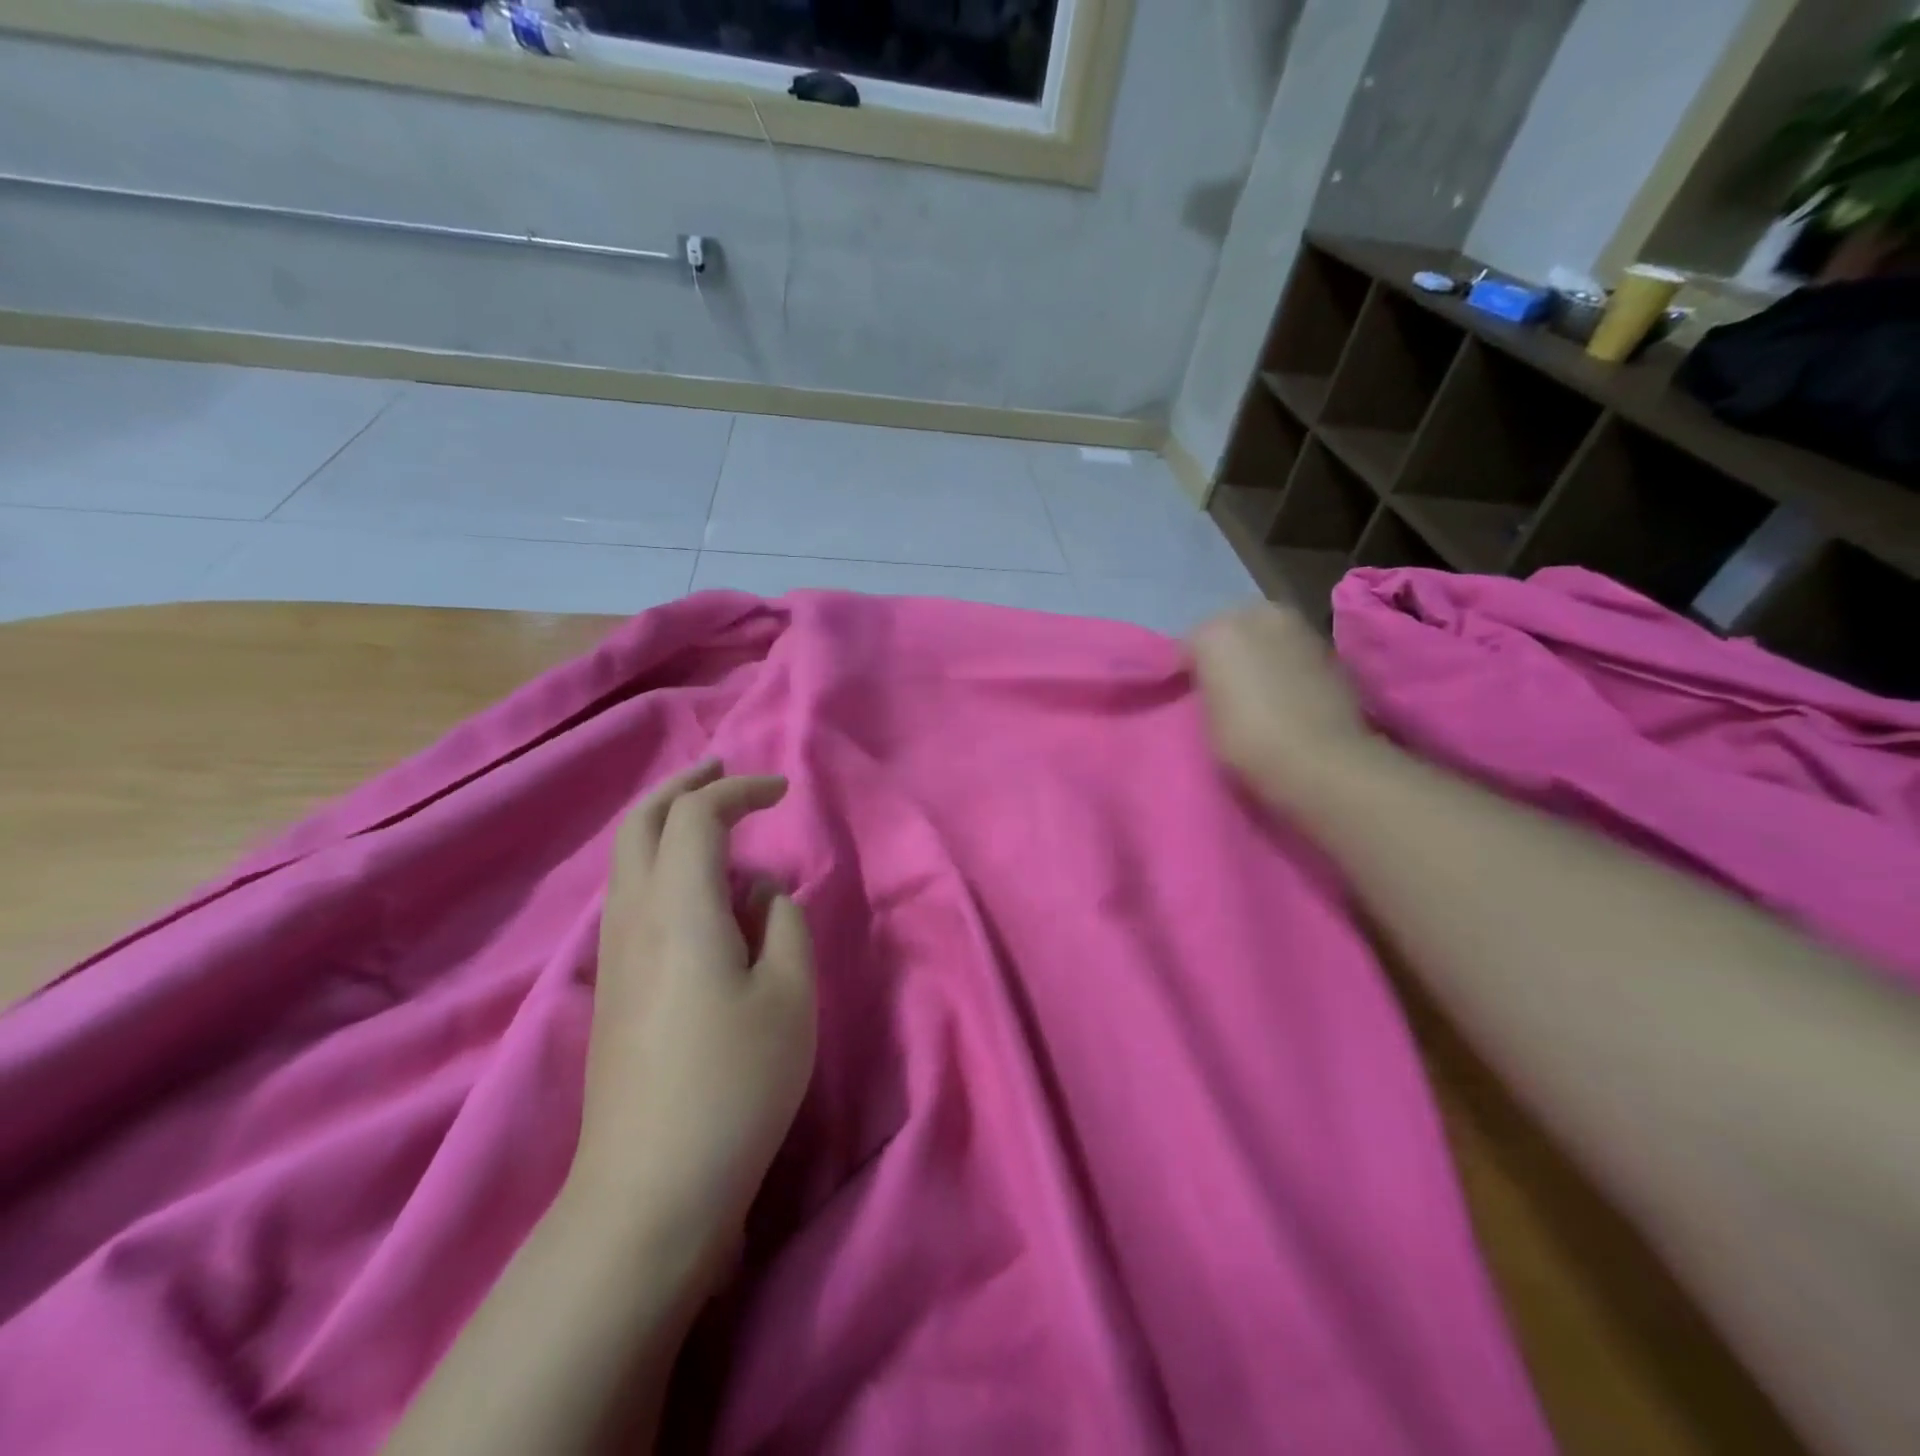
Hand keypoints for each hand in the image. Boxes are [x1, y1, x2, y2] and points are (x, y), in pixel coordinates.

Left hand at [573, 762, 816, 1287]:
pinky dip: (661, 866)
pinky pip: (630, 897)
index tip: (782, 793)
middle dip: (683, 787)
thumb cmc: (736, 1085)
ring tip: (713, 823)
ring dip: (666, 825)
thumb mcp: (791, 997)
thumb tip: (761, 895)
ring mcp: (612, 956)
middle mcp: (632, 919)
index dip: (739, 790)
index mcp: (678, 910)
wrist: (650, 1190)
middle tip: (723, 771)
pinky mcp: (610, 989)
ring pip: (627, 861)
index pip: (696, 817)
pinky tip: (698, 893)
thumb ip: (785, 926)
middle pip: (640, 824)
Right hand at [1189, 603, 1373, 808]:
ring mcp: (1298, 628)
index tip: (1190, 695)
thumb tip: (1217, 684)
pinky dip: (1287, 664)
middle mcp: (1257, 616)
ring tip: (1259, 690)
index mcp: (1216, 633)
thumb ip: (1208, 688)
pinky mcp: (1329, 647)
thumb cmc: (1247, 742)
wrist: (1321, 760)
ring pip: (1266, 635)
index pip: (1188, 647)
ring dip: (1260, 654)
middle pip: (1231, 629)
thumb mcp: (1205, 719)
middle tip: (1225, 688)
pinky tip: (1288, 693)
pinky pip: (1293, 651)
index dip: (1188, 672)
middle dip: (1226, 653)